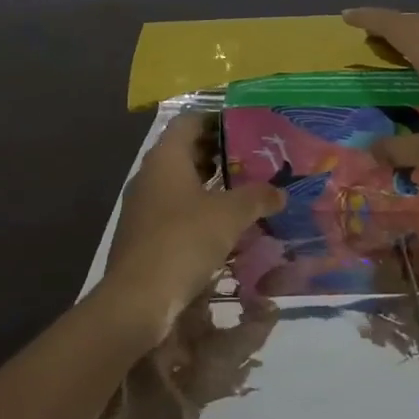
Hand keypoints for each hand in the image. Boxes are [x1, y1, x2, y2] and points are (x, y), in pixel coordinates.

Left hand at [105, 113, 283, 340]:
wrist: (138, 298)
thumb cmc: (184, 241)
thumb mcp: (230, 216)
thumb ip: (257, 197)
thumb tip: (280, 193)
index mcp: (166, 158)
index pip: (189, 121)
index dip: (216, 119)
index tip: (245, 127)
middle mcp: (149, 175)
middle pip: (184, 151)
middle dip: (217, 154)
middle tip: (252, 160)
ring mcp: (142, 206)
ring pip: (179, 183)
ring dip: (209, 185)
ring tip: (243, 192)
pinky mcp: (142, 234)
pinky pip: (173, 210)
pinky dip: (197, 210)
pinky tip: (222, 226)